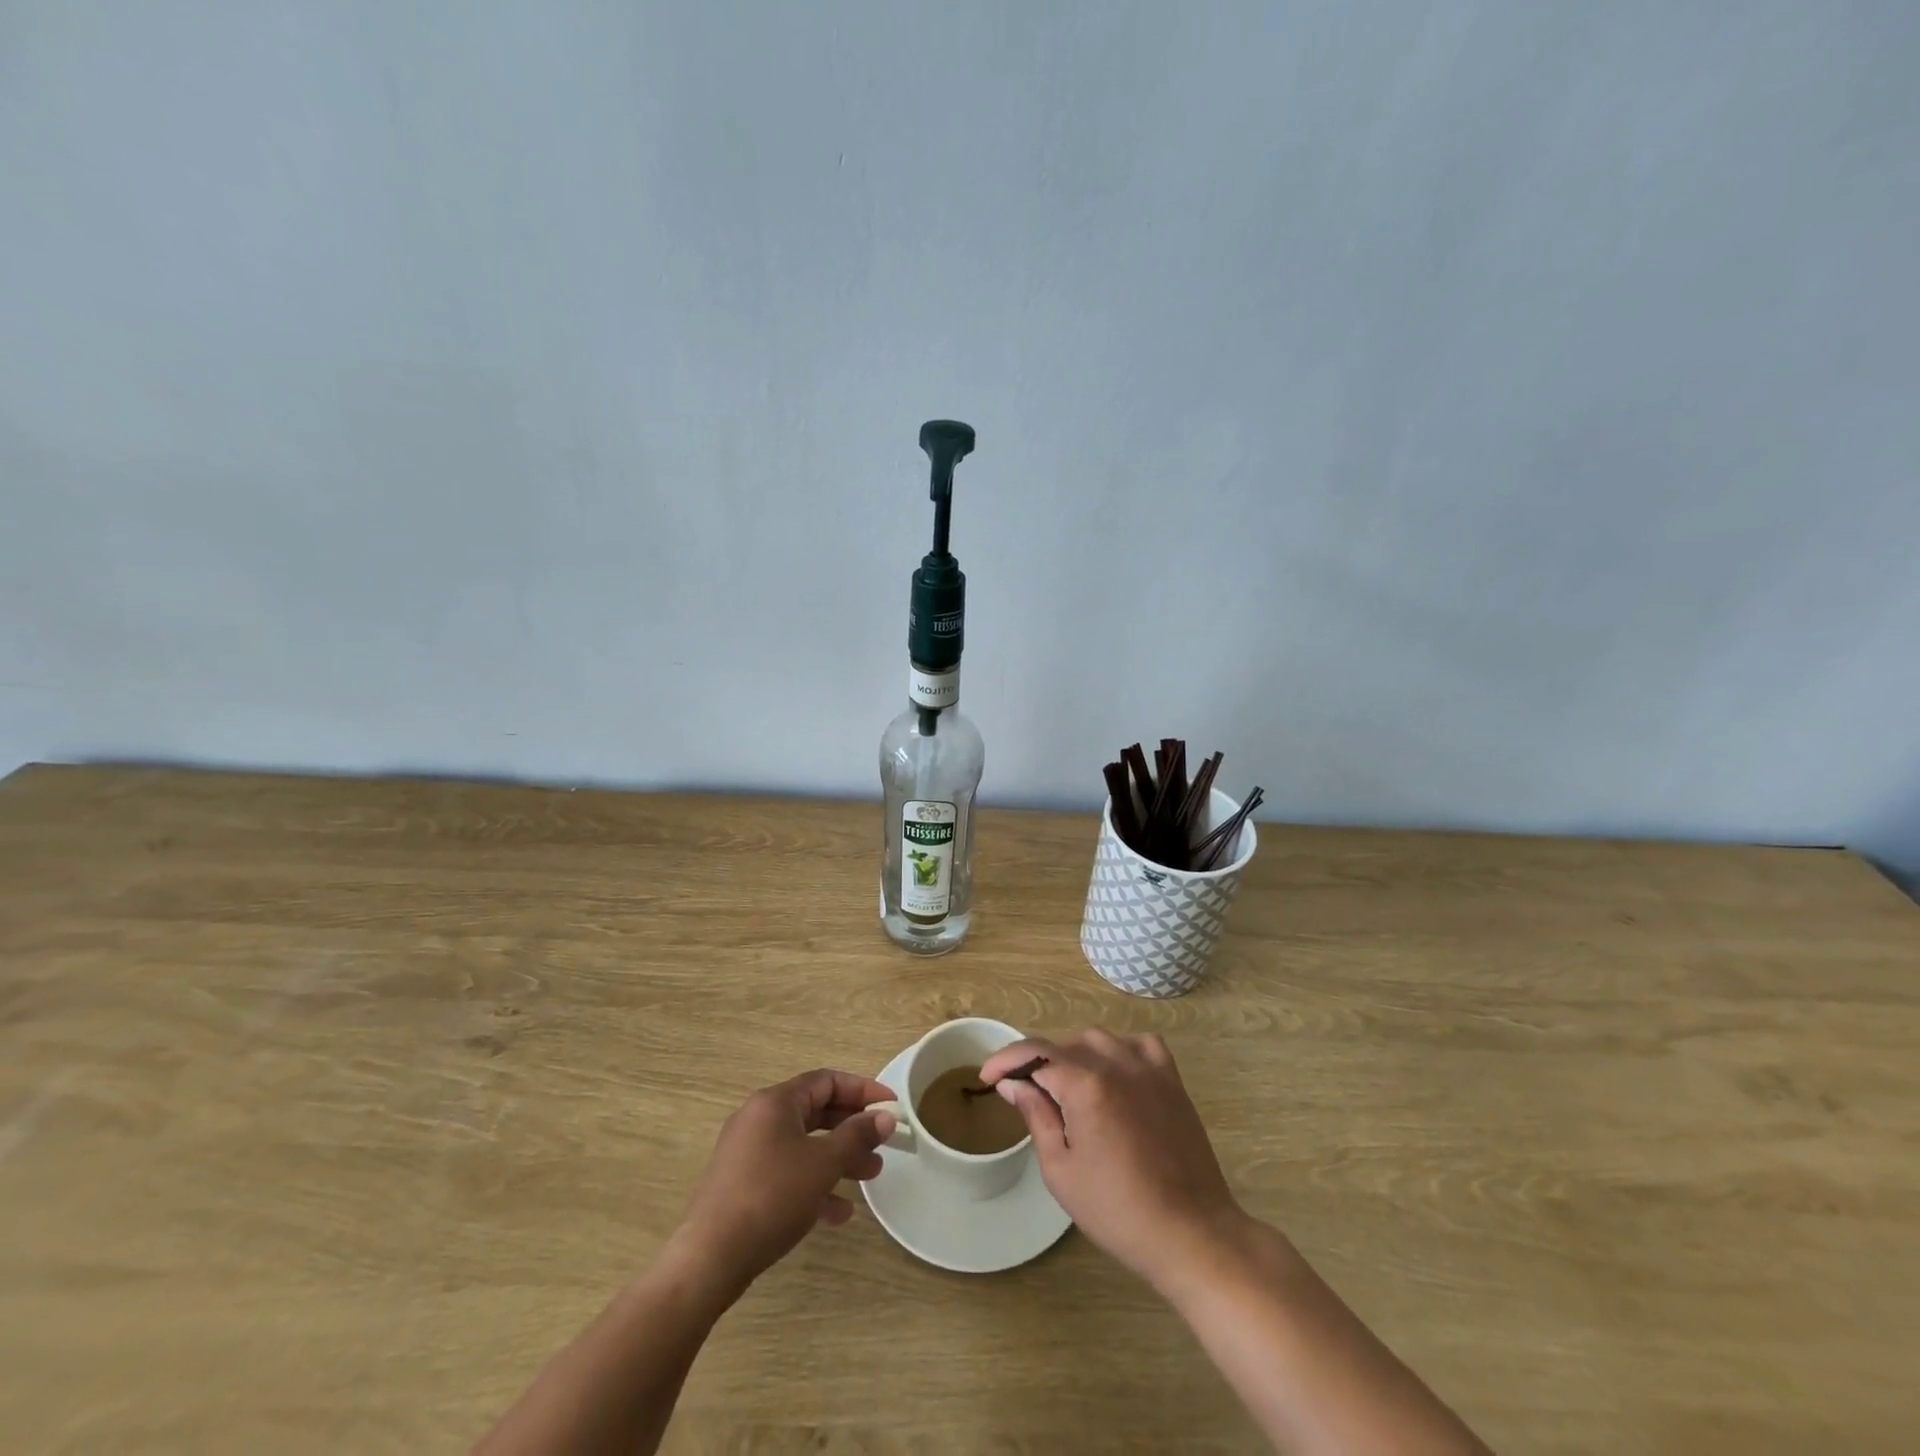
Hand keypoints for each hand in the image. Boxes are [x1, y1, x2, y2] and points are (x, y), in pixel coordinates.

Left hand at [671, 1069, 895, 1297]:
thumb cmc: (772, 1196)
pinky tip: (838, 1212)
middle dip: (852, 1128)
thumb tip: (886, 1117)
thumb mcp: (823, 1163)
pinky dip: (814, 1184)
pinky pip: (787, 1173)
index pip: (827, 1081)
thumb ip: (857, 1136)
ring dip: (838, 1158)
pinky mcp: (742, 1185)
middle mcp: (759, 1119)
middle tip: (883, 1145)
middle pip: (816, 1112)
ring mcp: (748, 1153)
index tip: (890, 1107)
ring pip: (804, 1145)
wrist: (710, 1258)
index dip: (862, 1090)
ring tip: (870, 1177)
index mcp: (775, 1102)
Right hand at [981, 1031, 1242, 1288]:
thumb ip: (1035, 1115)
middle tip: (1027, 1096)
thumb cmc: (1117, 1210)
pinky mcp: (1171, 1078)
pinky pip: (1137, 1045)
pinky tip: (1112, 1074)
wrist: (1190, 1232)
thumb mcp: (1061, 1169)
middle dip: (1039, 1065)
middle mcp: (1116, 1061)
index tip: (987, 1076)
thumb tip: (1012, 1083)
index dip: (1005, 1061)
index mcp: (1085, 1084)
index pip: (1034, 1053)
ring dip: (1075, 1057)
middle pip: (1064, 1046)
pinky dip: (1118, 1051)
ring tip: (1066, 1090)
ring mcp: (1148, 1066)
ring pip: (1097, 1041)